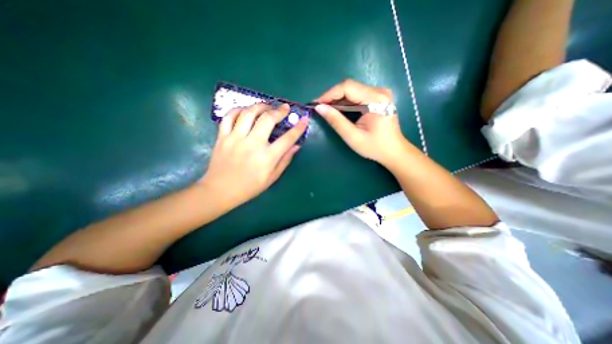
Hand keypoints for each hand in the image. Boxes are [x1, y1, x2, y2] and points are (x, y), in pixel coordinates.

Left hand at [201, 102, 308, 208]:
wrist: (220, 191)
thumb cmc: (249, 187)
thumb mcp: (272, 178)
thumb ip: (285, 160)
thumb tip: (296, 146)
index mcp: (267, 157)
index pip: (287, 139)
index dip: (298, 128)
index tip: (304, 119)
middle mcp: (253, 144)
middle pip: (268, 119)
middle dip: (279, 111)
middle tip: (284, 108)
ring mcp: (235, 139)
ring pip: (249, 113)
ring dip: (260, 106)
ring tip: (267, 106)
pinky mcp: (222, 137)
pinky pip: (229, 116)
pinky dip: (239, 110)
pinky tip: (246, 111)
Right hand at [316, 79, 410, 167]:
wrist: (394, 151)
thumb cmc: (374, 147)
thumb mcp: (353, 136)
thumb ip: (336, 121)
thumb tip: (319, 108)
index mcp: (376, 99)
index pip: (348, 87)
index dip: (329, 94)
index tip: (316, 104)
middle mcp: (379, 91)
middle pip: (350, 87)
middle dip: (332, 97)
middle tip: (320, 108)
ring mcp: (379, 93)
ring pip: (352, 91)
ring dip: (337, 100)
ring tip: (326, 110)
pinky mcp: (378, 98)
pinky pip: (357, 96)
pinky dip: (345, 102)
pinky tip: (338, 110)